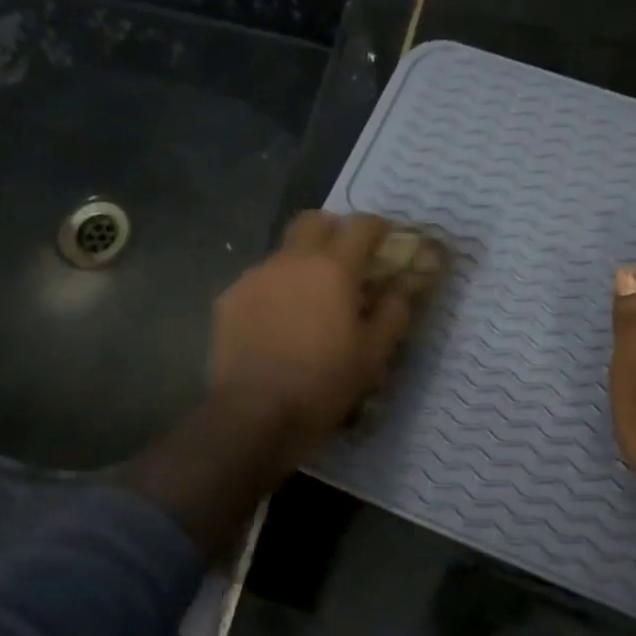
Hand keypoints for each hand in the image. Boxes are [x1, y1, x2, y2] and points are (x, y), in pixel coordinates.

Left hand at [207, 210, 439, 468]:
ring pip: (284, 251)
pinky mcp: (229, 299)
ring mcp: (254, 276)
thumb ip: (395, 310)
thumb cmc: (324, 384)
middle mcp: (290, 260)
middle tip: (348, 261)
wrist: (254, 414)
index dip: (379, 229)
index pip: (361, 225)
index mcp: (332, 268)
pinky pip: (260, 280)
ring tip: (311, 299)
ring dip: (303, 261)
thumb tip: (406, 282)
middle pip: (314, 221)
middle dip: (335, 231)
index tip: (387, 244)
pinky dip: (277, 289)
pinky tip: (280, 322)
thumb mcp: (374, 353)